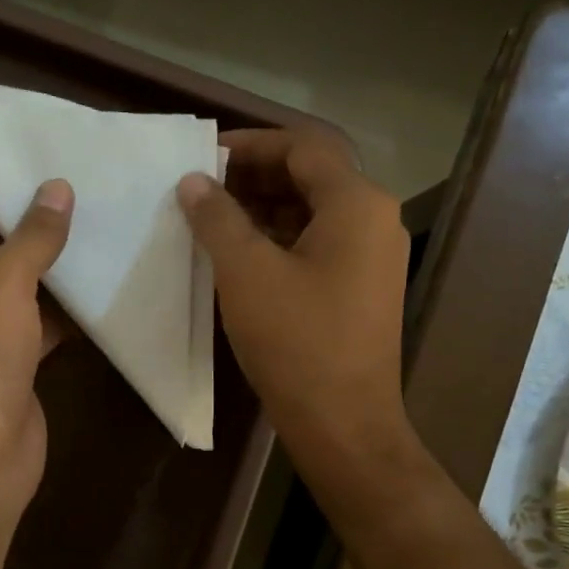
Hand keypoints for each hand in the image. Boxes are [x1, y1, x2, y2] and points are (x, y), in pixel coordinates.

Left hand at [0, 181, 72, 522]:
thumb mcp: (2, 282)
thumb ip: (33, 234)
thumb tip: (58, 189)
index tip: (49, 161)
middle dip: (34, 221)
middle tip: (87, 189)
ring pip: (17, 280)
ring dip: (54, 263)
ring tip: (103, 224)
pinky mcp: (6, 355)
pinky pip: (35, 317)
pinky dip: (64, 305)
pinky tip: (102, 282)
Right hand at [177, 128, 416, 496]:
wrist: (343, 424)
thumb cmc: (296, 342)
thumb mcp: (246, 273)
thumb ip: (218, 218)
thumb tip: (193, 182)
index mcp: (357, 204)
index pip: (304, 147)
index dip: (252, 144)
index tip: (205, 155)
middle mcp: (375, 221)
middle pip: (312, 176)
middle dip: (255, 176)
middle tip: (202, 187)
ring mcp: (372, 258)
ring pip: (314, 213)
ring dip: (264, 209)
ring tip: (212, 219)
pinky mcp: (362, 290)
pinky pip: (319, 246)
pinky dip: (280, 240)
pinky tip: (240, 256)